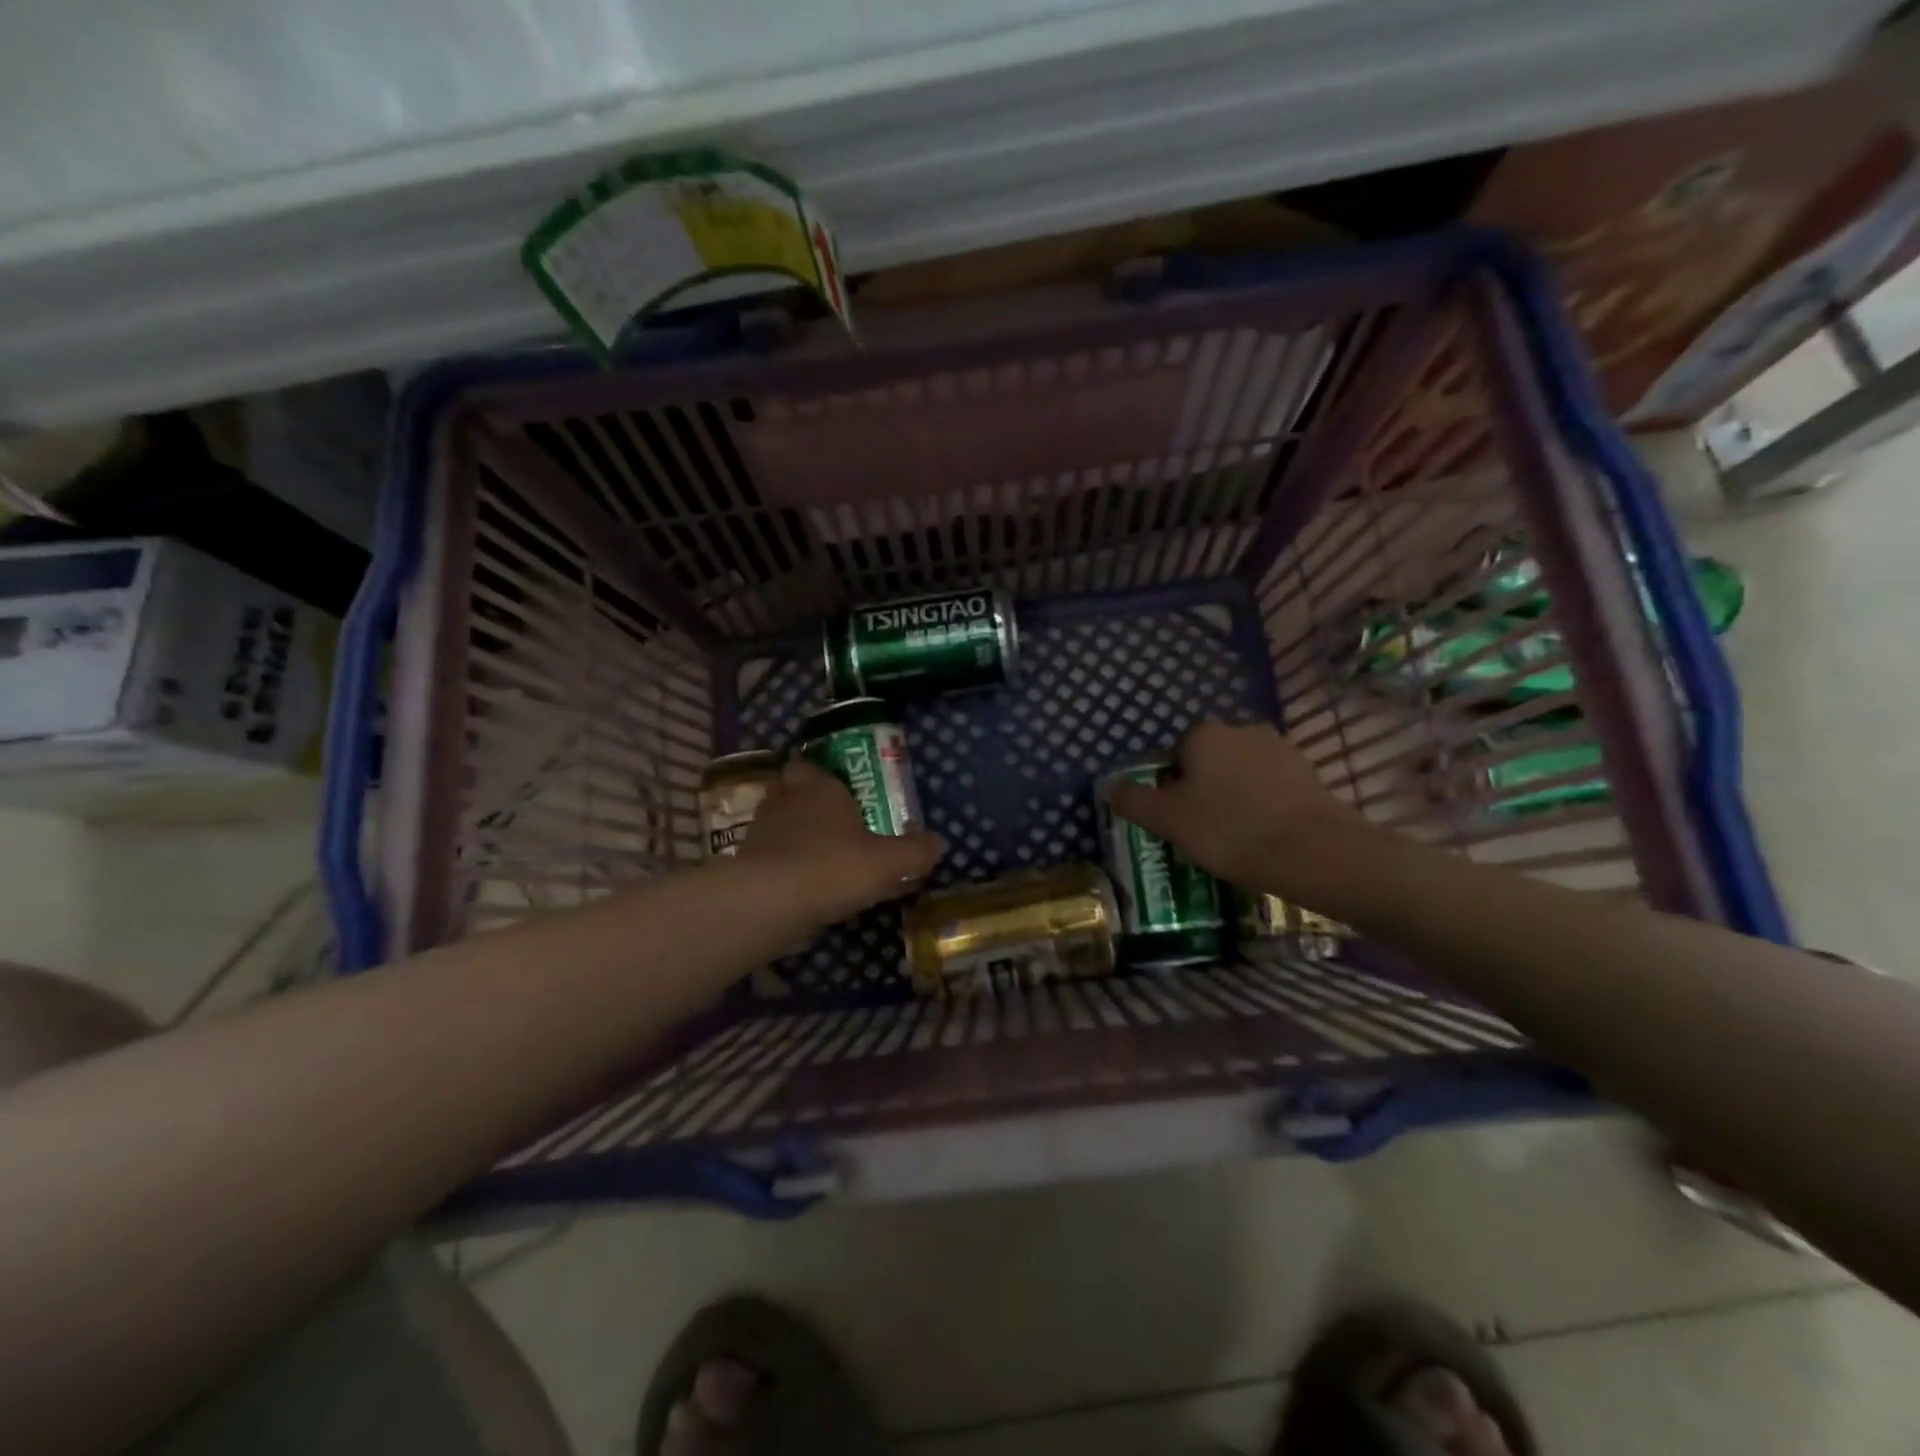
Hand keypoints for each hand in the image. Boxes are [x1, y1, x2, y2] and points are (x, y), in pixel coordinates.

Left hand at [738, 759, 945, 926]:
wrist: (769, 902)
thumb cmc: (834, 866)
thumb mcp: (888, 862)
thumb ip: (915, 851)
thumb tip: (940, 842)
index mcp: (819, 787)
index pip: (809, 766)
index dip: (819, 776)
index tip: (835, 791)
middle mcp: (785, 800)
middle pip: (790, 791)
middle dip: (805, 804)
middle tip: (830, 824)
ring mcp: (760, 831)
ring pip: (776, 824)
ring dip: (792, 836)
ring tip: (817, 858)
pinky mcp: (744, 864)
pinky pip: (767, 856)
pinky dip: (780, 865)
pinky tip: (800, 886)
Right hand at [1102, 719, 1367, 890]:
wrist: (1313, 851)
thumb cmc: (1229, 829)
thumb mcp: (1168, 819)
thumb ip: (1134, 800)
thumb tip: (1108, 786)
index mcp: (1205, 734)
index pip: (1175, 754)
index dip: (1171, 787)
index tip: (1177, 820)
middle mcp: (1243, 730)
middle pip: (1210, 761)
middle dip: (1205, 789)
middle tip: (1203, 831)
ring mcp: (1281, 749)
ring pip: (1243, 774)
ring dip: (1236, 797)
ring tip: (1237, 839)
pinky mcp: (1310, 774)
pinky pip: (1273, 788)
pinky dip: (1265, 806)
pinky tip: (1265, 837)